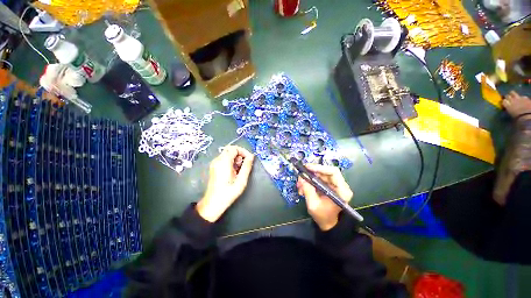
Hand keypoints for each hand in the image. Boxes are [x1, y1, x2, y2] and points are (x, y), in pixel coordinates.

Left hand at [197, 146, 254, 221]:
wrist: (213, 203)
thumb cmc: (228, 193)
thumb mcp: (241, 180)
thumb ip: (247, 166)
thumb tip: (251, 157)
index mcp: (224, 162)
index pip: (234, 148)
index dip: (244, 151)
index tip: (249, 159)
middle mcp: (217, 160)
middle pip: (230, 149)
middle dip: (240, 154)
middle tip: (244, 165)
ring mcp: (214, 163)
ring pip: (227, 153)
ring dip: (236, 158)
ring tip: (239, 170)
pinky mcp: (214, 167)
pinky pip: (224, 159)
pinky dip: (231, 161)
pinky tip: (234, 171)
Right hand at [296, 164, 352, 230]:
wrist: (327, 223)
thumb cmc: (323, 216)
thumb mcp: (313, 204)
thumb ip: (308, 190)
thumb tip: (302, 178)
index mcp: (342, 191)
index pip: (333, 172)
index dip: (320, 168)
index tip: (307, 168)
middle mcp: (340, 185)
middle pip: (325, 172)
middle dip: (311, 173)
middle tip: (300, 176)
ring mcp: (334, 185)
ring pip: (320, 174)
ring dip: (308, 177)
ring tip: (300, 184)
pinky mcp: (328, 185)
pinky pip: (318, 179)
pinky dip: (309, 181)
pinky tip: (303, 187)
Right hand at [502, 91, 530, 119]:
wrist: (527, 117)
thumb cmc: (518, 119)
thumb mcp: (511, 115)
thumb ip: (508, 110)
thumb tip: (507, 108)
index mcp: (507, 105)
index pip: (503, 101)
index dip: (504, 102)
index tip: (504, 104)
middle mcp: (512, 100)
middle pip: (507, 96)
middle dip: (507, 97)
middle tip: (508, 99)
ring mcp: (518, 98)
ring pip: (513, 93)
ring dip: (513, 94)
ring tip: (514, 97)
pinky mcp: (525, 98)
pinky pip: (522, 96)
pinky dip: (522, 98)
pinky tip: (523, 101)